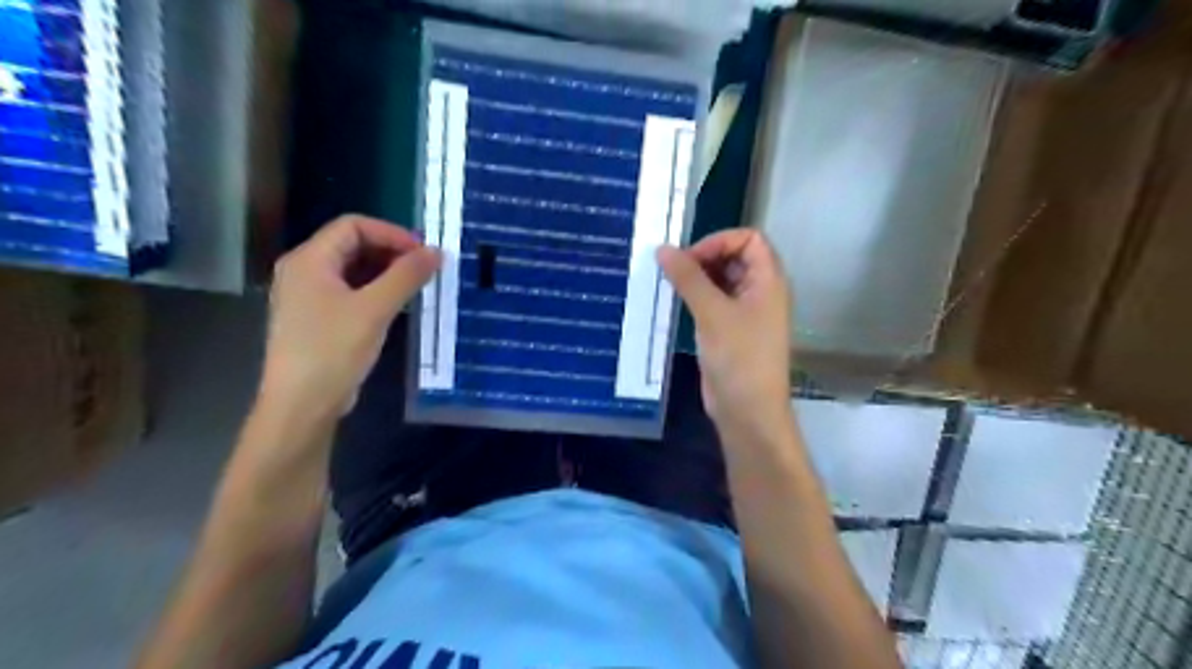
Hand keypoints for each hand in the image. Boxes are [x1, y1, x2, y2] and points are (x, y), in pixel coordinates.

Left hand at [262, 217, 442, 419]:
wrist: (303, 404)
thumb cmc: (333, 350)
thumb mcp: (375, 309)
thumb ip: (406, 276)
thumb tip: (437, 251)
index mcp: (309, 260)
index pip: (353, 225)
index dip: (391, 233)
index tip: (423, 253)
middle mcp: (304, 271)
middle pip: (352, 245)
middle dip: (391, 252)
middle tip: (425, 269)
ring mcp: (309, 296)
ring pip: (354, 270)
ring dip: (387, 272)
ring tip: (417, 286)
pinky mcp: (318, 318)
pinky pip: (351, 291)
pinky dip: (377, 291)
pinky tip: (398, 305)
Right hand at [655, 231, 794, 437]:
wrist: (747, 410)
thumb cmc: (738, 358)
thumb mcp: (712, 313)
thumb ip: (688, 278)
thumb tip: (662, 248)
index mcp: (768, 280)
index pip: (749, 239)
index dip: (719, 241)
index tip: (690, 259)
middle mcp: (761, 291)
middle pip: (735, 256)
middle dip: (705, 258)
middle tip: (674, 272)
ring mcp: (746, 311)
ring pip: (722, 279)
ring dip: (697, 278)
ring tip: (670, 285)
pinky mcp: (731, 329)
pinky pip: (714, 301)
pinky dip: (696, 296)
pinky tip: (676, 302)